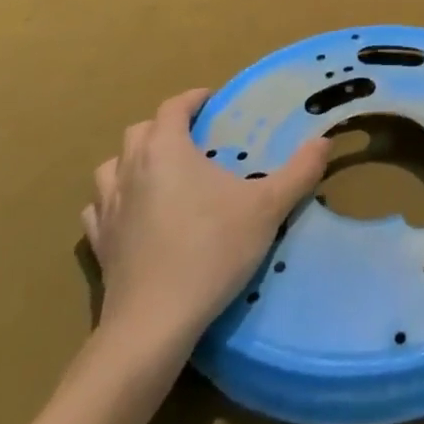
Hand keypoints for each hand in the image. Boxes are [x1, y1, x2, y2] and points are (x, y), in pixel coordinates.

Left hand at [82, 89, 326, 372]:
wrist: (153, 324)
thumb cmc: (212, 251)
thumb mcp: (268, 207)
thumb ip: (299, 171)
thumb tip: (325, 141)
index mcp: (167, 150)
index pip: (173, 107)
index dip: (192, 99)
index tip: (211, 101)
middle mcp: (131, 169)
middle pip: (139, 131)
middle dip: (165, 126)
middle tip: (193, 137)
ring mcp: (109, 208)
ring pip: (111, 166)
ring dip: (133, 160)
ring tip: (160, 171)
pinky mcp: (99, 244)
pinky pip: (99, 208)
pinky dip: (114, 200)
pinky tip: (132, 212)